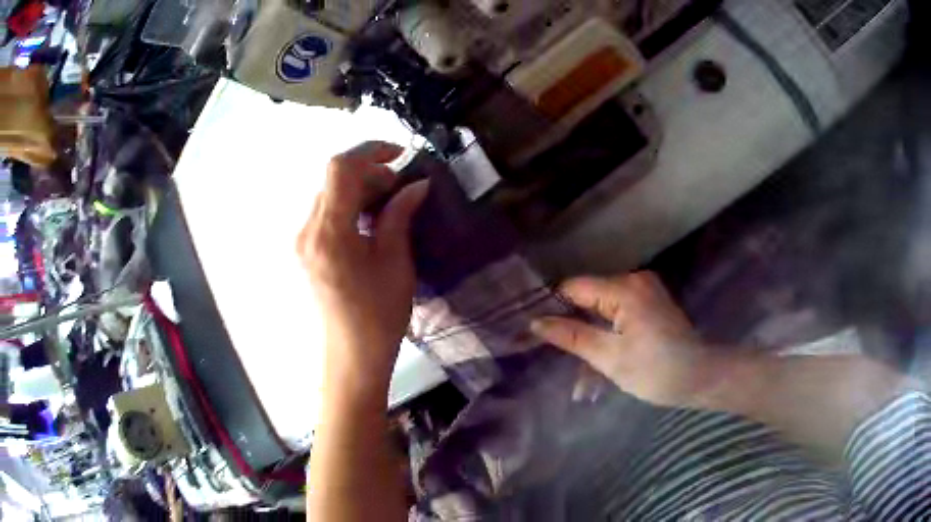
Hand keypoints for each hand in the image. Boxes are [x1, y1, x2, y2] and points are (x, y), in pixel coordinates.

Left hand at [296, 142, 427, 397]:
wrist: (350, 356)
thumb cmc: (379, 316)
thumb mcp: (396, 262)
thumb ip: (400, 215)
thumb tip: (417, 184)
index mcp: (329, 233)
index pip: (340, 168)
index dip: (371, 151)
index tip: (400, 155)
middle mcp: (307, 230)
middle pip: (333, 178)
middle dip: (369, 172)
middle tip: (402, 188)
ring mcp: (301, 240)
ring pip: (328, 192)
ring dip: (359, 188)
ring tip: (389, 204)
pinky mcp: (305, 249)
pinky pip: (325, 211)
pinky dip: (349, 205)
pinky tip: (370, 220)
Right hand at [532, 271, 718, 407]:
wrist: (701, 377)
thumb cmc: (656, 370)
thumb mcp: (610, 358)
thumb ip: (572, 337)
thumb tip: (536, 323)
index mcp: (624, 289)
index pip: (575, 287)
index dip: (553, 308)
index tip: (535, 331)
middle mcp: (635, 280)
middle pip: (589, 297)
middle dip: (573, 325)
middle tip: (558, 355)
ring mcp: (645, 291)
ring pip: (603, 307)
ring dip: (590, 333)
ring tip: (579, 366)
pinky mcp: (651, 303)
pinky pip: (618, 312)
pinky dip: (607, 332)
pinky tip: (601, 355)